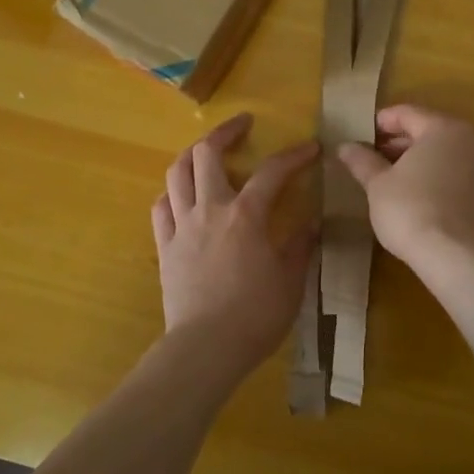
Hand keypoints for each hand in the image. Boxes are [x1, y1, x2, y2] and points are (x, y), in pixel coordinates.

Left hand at [152, 114, 318, 384]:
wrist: (205, 348)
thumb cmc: (255, 315)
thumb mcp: (290, 281)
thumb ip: (299, 246)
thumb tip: (311, 222)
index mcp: (246, 215)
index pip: (272, 172)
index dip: (293, 155)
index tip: (310, 147)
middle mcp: (210, 209)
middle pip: (207, 154)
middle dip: (225, 132)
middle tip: (242, 125)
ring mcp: (182, 226)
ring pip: (176, 173)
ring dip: (192, 154)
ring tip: (206, 151)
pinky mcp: (164, 246)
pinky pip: (161, 208)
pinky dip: (172, 193)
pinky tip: (182, 196)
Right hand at [336, 104, 473, 269]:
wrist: (458, 258)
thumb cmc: (412, 210)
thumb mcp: (378, 184)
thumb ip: (362, 161)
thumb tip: (345, 146)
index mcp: (443, 128)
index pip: (406, 113)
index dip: (380, 122)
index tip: (359, 136)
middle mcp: (469, 139)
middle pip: (427, 130)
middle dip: (397, 141)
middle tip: (370, 156)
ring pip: (443, 151)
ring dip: (415, 159)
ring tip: (388, 176)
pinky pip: (455, 171)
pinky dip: (434, 174)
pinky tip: (413, 192)